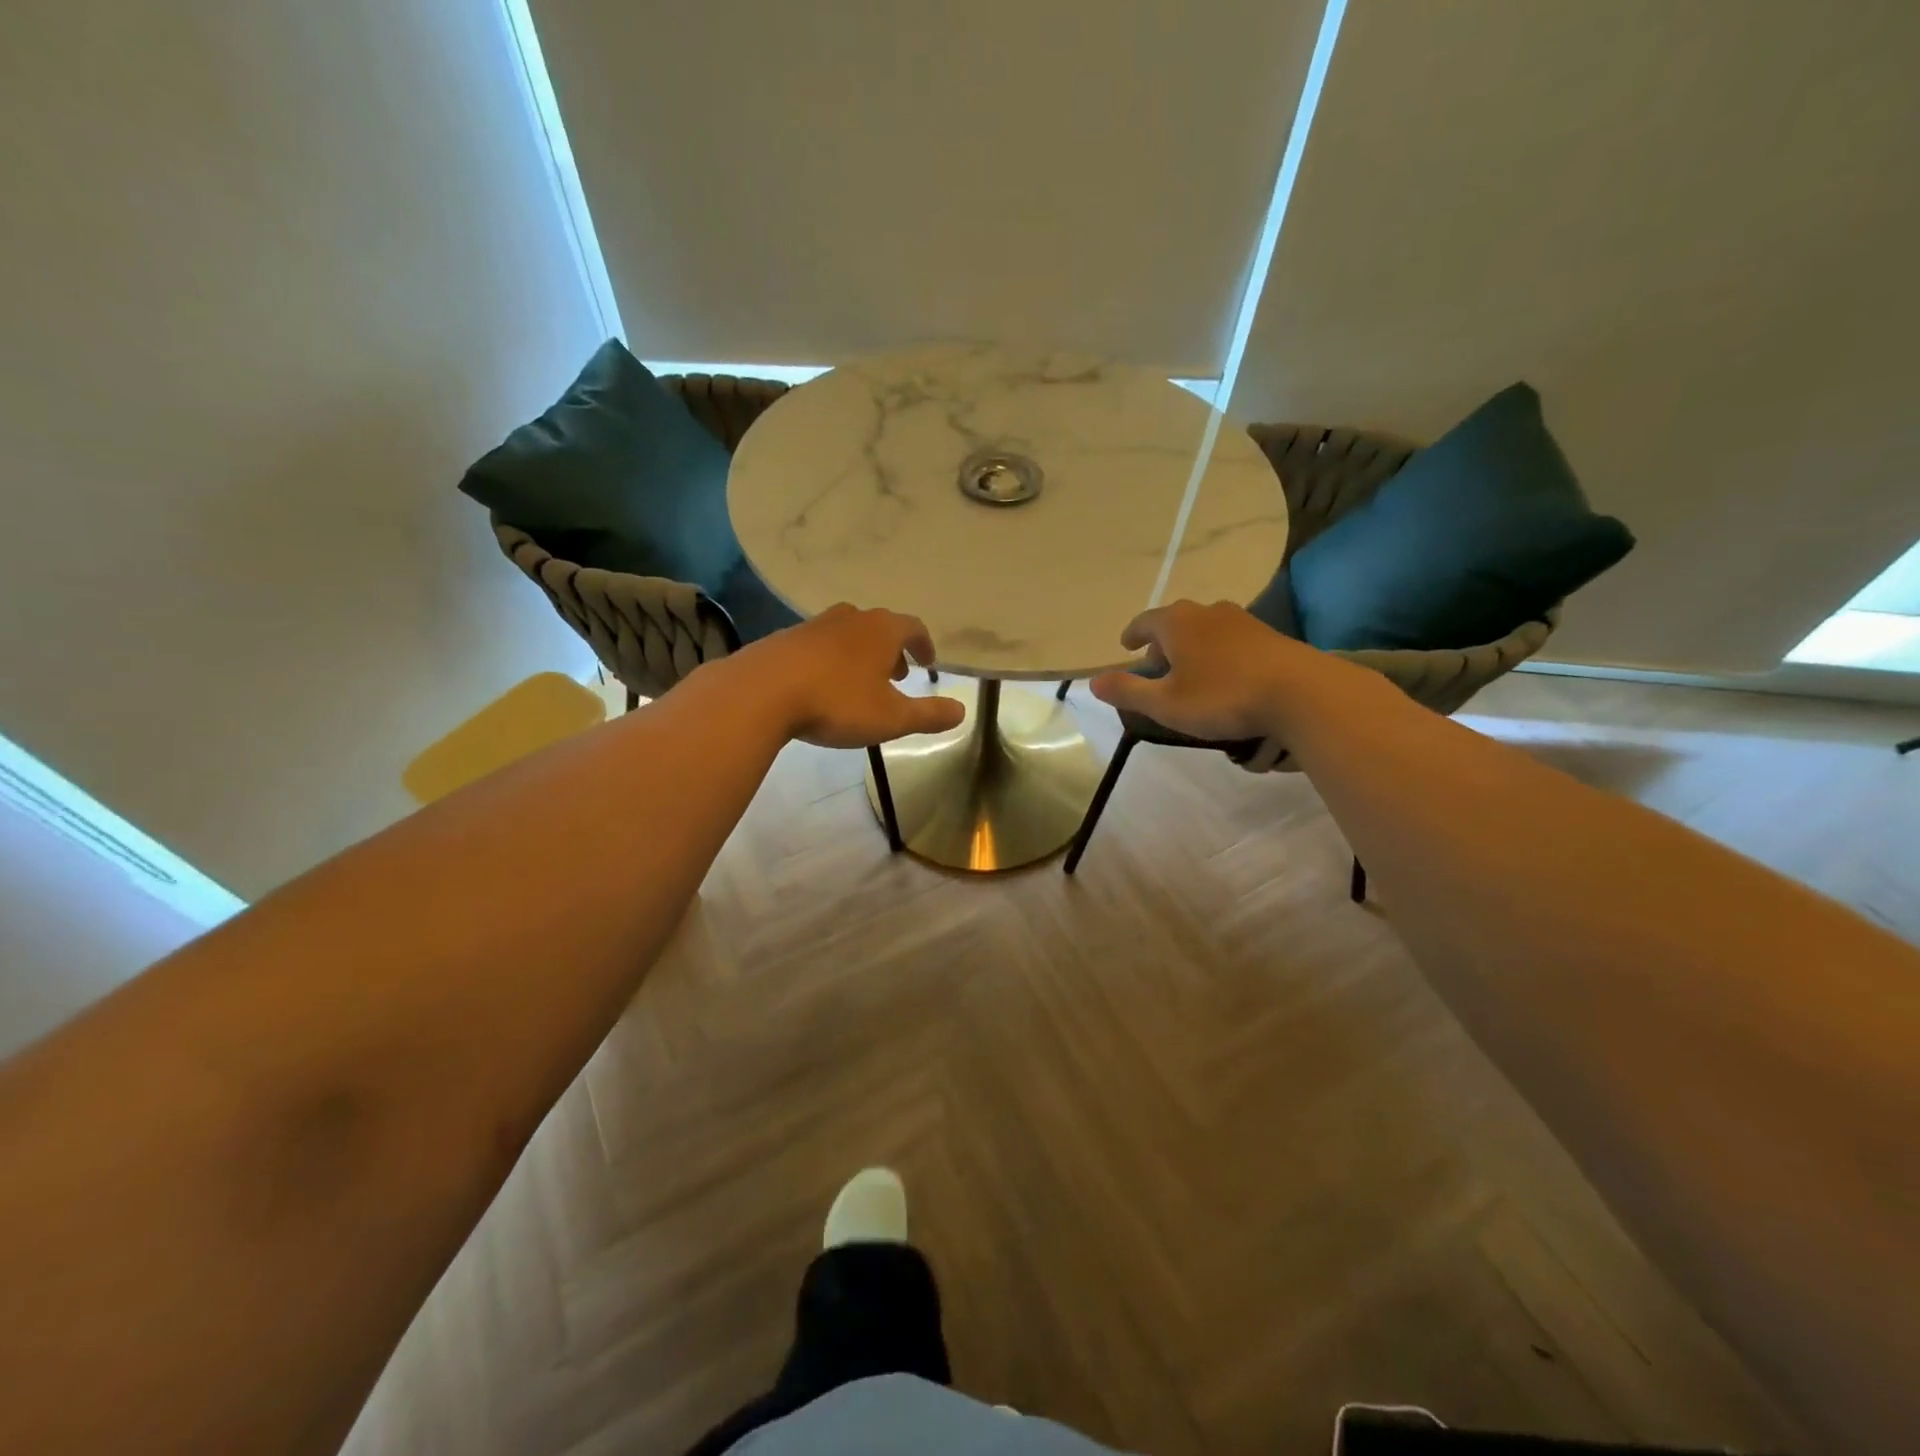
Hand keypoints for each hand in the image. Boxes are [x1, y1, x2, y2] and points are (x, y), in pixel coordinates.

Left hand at [748, 604, 966, 747]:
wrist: (761, 692)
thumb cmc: (837, 702)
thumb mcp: (891, 717)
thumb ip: (928, 714)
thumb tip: (961, 711)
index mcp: (881, 631)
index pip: (913, 628)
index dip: (924, 645)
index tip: (928, 663)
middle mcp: (850, 618)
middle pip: (880, 626)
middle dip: (892, 649)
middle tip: (898, 675)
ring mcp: (814, 625)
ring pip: (847, 633)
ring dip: (861, 653)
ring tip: (861, 681)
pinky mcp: (785, 639)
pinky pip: (818, 645)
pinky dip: (831, 659)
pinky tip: (823, 684)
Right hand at [1088, 600, 1306, 740]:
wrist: (1300, 692)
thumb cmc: (1222, 696)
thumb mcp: (1166, 703)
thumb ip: (1128, 692)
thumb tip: (1094, 682)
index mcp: (1177, 623)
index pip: (1145, 621)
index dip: (1132, 634)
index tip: (1126, 647)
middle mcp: (1207, 612)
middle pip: (1175, 622)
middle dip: (1162, 642)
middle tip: (1157, 667)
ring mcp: (1241, 620)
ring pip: (1205, 629)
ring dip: (1192, 647)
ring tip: (1191, 673)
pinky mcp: (1268, 635)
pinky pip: (1230, 639)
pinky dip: (1218, 652)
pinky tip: (1225, 676)